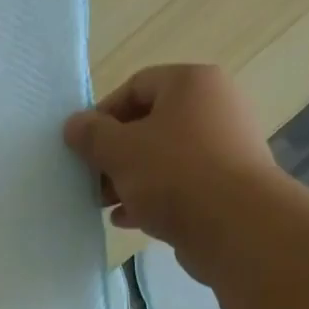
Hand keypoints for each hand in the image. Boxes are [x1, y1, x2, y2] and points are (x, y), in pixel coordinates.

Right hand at [63, 65, 279, 252]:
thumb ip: (92, 136)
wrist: (236, 225)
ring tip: (104, 204)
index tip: (81, 146)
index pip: (136, 86)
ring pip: (163, 158)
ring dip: (129, 180)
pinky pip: (179, 186)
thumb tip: (73, 124)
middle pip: (150, 124)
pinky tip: (128, 219)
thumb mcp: (121, 151)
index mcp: (191, 84)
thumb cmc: (174, 175)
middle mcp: (214, 107)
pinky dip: (151, 199)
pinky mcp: (224, 186)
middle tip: (91, 180)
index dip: (103, 114)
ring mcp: (223, 148)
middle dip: (114, 154)